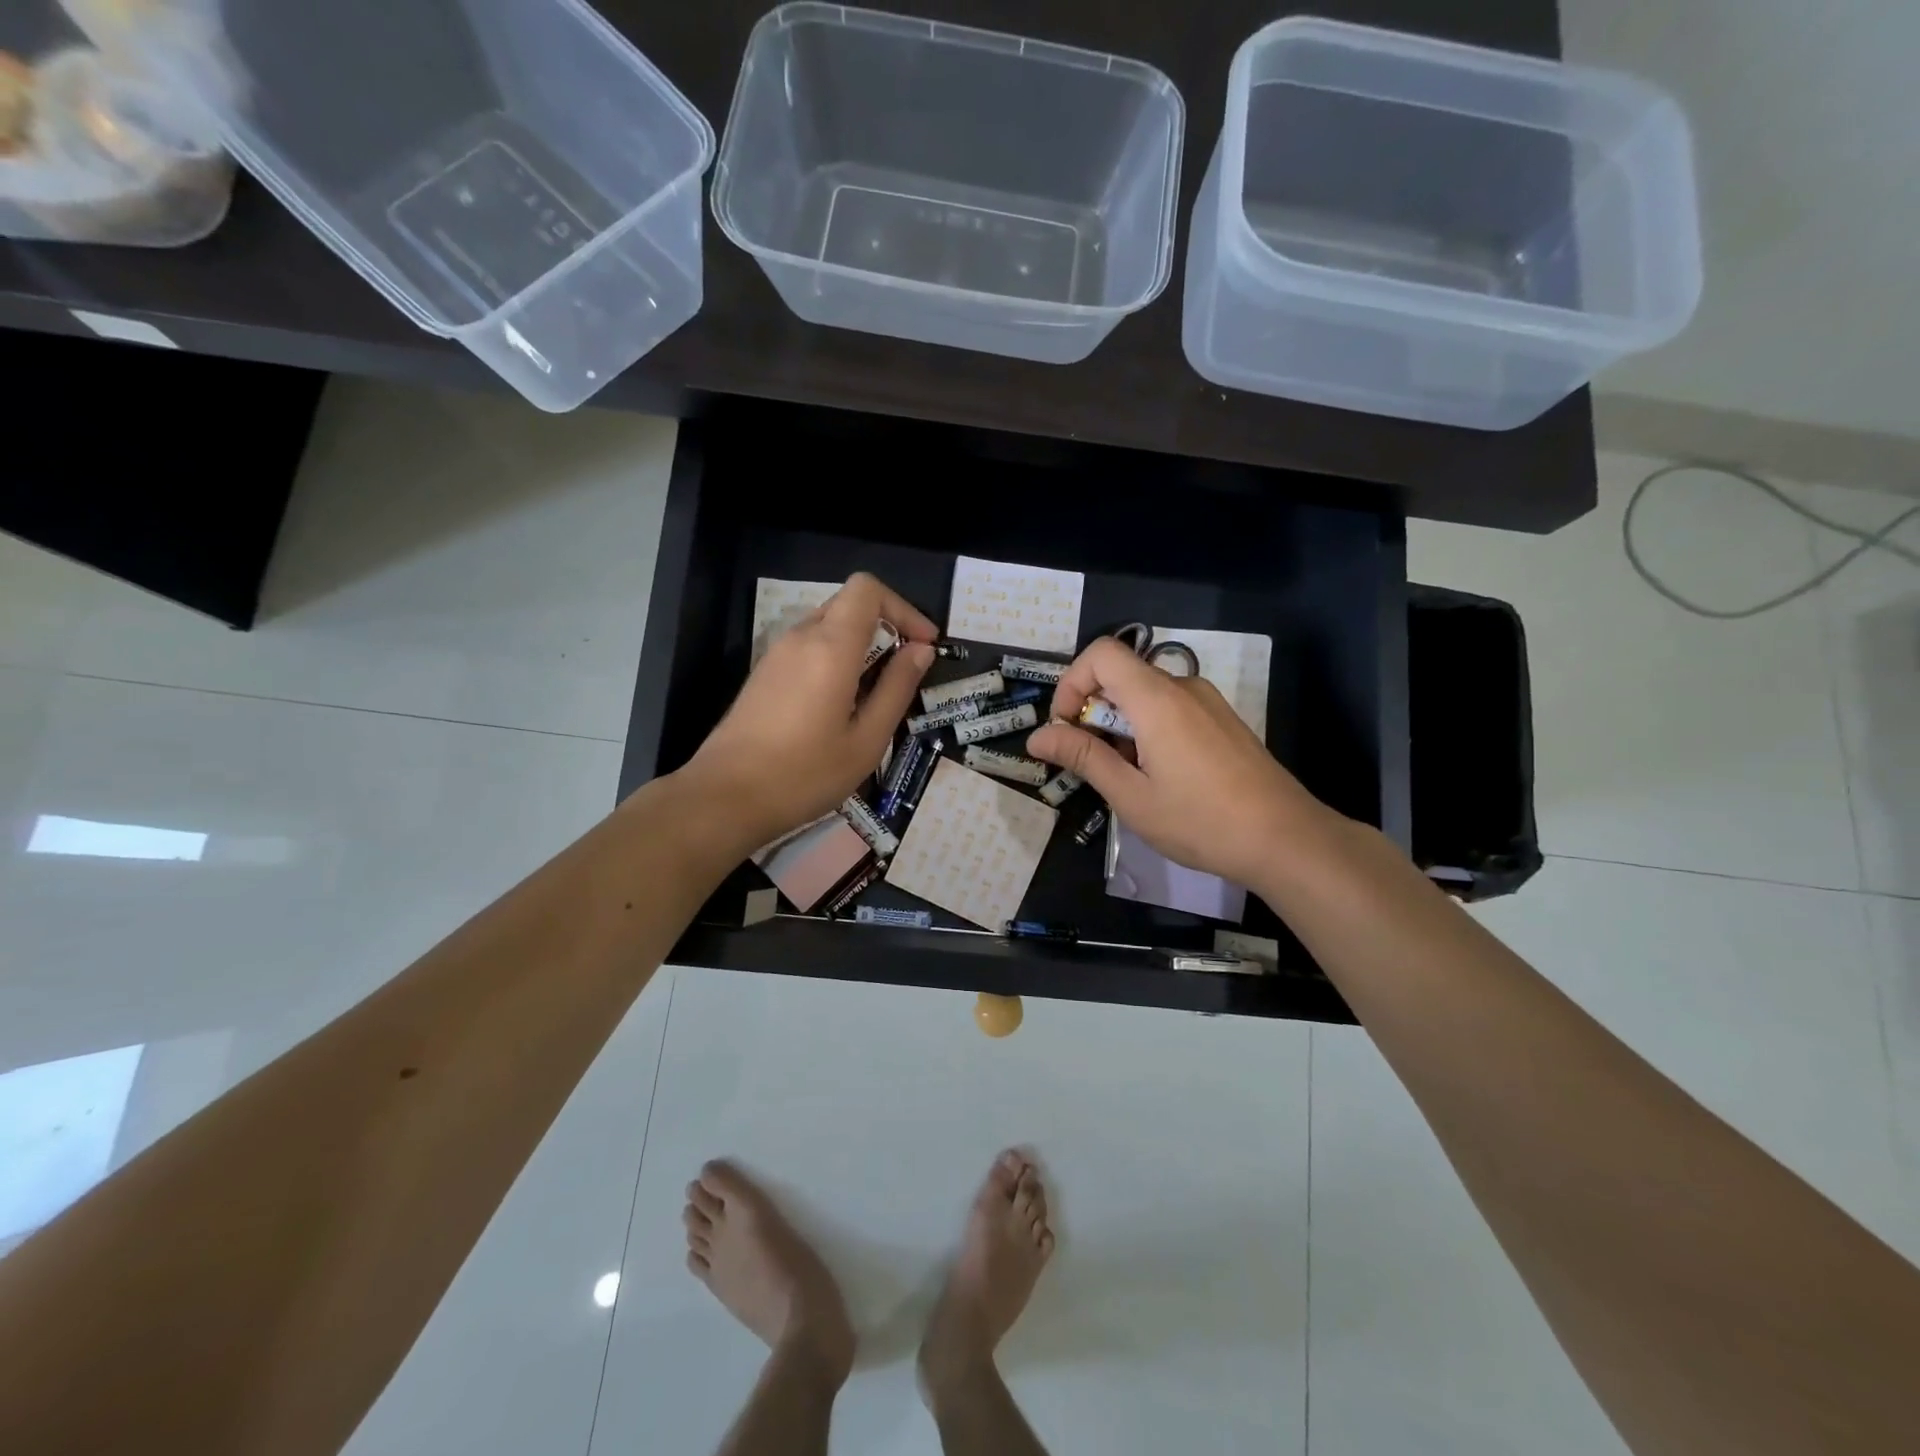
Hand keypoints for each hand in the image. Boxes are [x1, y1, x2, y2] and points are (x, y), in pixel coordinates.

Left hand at [685, 573, 936, 851]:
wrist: (725, 797)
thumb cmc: (804, 774)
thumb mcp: (867, 740)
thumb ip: (897, 688)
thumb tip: (921, 650)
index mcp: (830, 646)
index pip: (867, 588)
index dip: (902, 608)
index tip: (923, 645)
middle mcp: (801, 637)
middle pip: (850, 604)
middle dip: (886, 626)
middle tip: (907, 670)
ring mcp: (777, 654)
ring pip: (829, 626)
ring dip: (861, 645)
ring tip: (877, 694)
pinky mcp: (764, 674)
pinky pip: (809, 648)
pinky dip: (836, 659)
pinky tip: (842, 706)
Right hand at [1026, 637, 1331, 887]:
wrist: (1286, 839)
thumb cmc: (1201, 821)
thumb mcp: (1131, 795)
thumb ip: (1084, 758)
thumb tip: (1037, 737)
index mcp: (1157, 699)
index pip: (1101, 653)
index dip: (1072, 682)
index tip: (1067, 729)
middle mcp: (1183, 688)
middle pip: (1121, 674)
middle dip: (1093, 712)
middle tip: (1093, 764)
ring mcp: (1207, 702)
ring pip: (1145, 694)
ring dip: (1120, 725)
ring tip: (1127, 778)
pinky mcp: (1222, 720)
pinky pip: (1170, 708)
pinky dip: (1147, 729)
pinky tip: (1160, 776)